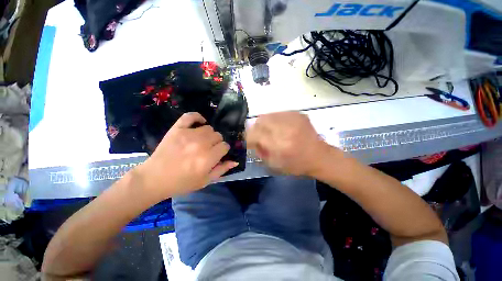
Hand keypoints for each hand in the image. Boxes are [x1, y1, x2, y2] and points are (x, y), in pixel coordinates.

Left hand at [136, 112, 237, 199]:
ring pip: (208, 128)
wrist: (154, 179)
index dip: (223, 150)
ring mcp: (188, 134)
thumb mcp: (205, 181)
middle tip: (209, 149)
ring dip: (208, 134)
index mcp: (208, 158)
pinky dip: (197, 117)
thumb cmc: (182, 182)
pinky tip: (199, 123)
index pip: (225, 146)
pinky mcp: (177, 129)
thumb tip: (235, 161)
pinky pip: (190, 116)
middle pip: (218, 135)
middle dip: (217, 142)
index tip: (218, 154)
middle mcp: (200, 144)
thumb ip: (222, 170)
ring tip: (202, 141)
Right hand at [246, 111, 337, 175]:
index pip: (254, 134)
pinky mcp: (298, 114)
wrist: (319, 156)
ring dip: (265, 124)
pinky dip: (275, 120)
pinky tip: (280, 128)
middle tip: (259, 136)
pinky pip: (278, 113)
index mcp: (279, 145)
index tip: (250, 142)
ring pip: (268, 115)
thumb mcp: (274, 164)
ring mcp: (293, 118)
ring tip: (270, 131)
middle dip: (256, 129)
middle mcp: (285, 129)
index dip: (249, 137)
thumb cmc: (296, 164)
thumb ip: (259, 151)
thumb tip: (252, 141)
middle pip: (260, 121)